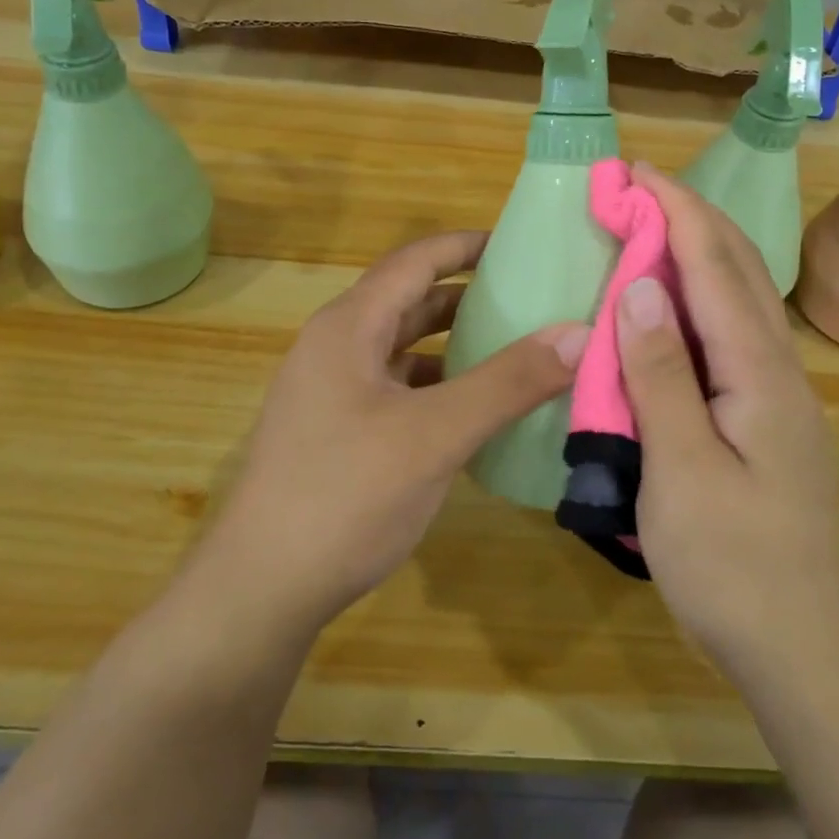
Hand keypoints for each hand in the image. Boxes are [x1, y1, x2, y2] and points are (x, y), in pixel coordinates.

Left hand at [195, 230, 588, 638]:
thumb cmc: (345, 496)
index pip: (415, 261)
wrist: (260, 592)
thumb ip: (508, 382)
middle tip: (531, 299)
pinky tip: (474, 410)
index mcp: (349, 327)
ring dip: (454, 344)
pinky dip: (436, 386)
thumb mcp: (436, 435)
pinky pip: (396, 388)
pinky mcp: (336, 432)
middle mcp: (335, 347)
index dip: (466, 246)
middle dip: (468, 296)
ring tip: (514, 349)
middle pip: (409, 301)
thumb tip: (578, 332)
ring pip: (403, 348)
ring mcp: (331, 392)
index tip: (521, 246)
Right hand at [616, 166, 838, 687]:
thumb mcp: (682, 471)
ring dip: (696, 249)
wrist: (801, 644)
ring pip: (739, 297)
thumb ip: (661, 377)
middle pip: (737, 269)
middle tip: (637, 187)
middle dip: (690, 216)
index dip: (677, 211)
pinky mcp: (765, 414)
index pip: (714, 268)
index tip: (637, 172)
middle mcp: (778, 368)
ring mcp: (778, 391)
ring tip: (650, 226)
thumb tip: (640, 288)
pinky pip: (730, 331)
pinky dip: (698, 296)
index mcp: (760, 373)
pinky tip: (671, 303)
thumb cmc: (732, 564)